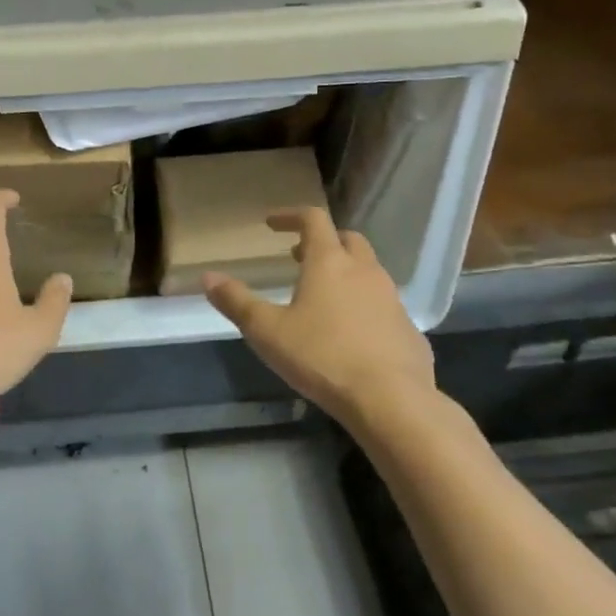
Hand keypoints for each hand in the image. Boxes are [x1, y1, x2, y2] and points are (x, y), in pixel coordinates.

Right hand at [204, 207, 438, 432]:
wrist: (391, 399)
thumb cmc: (322, 356)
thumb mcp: (267, 331)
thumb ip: (236, 301)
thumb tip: (207, 277)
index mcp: (329, 262)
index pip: (312, 219)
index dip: (290, 216)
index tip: (271, 224)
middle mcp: (364, 271)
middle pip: (347, 239)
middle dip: (322, 242)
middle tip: (298, 257)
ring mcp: (391, 298)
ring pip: (368, 271)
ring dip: (344, 273)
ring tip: (321, 297)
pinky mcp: (407, 328)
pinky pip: (382, 304)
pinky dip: (363, 304)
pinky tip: (349, 333)